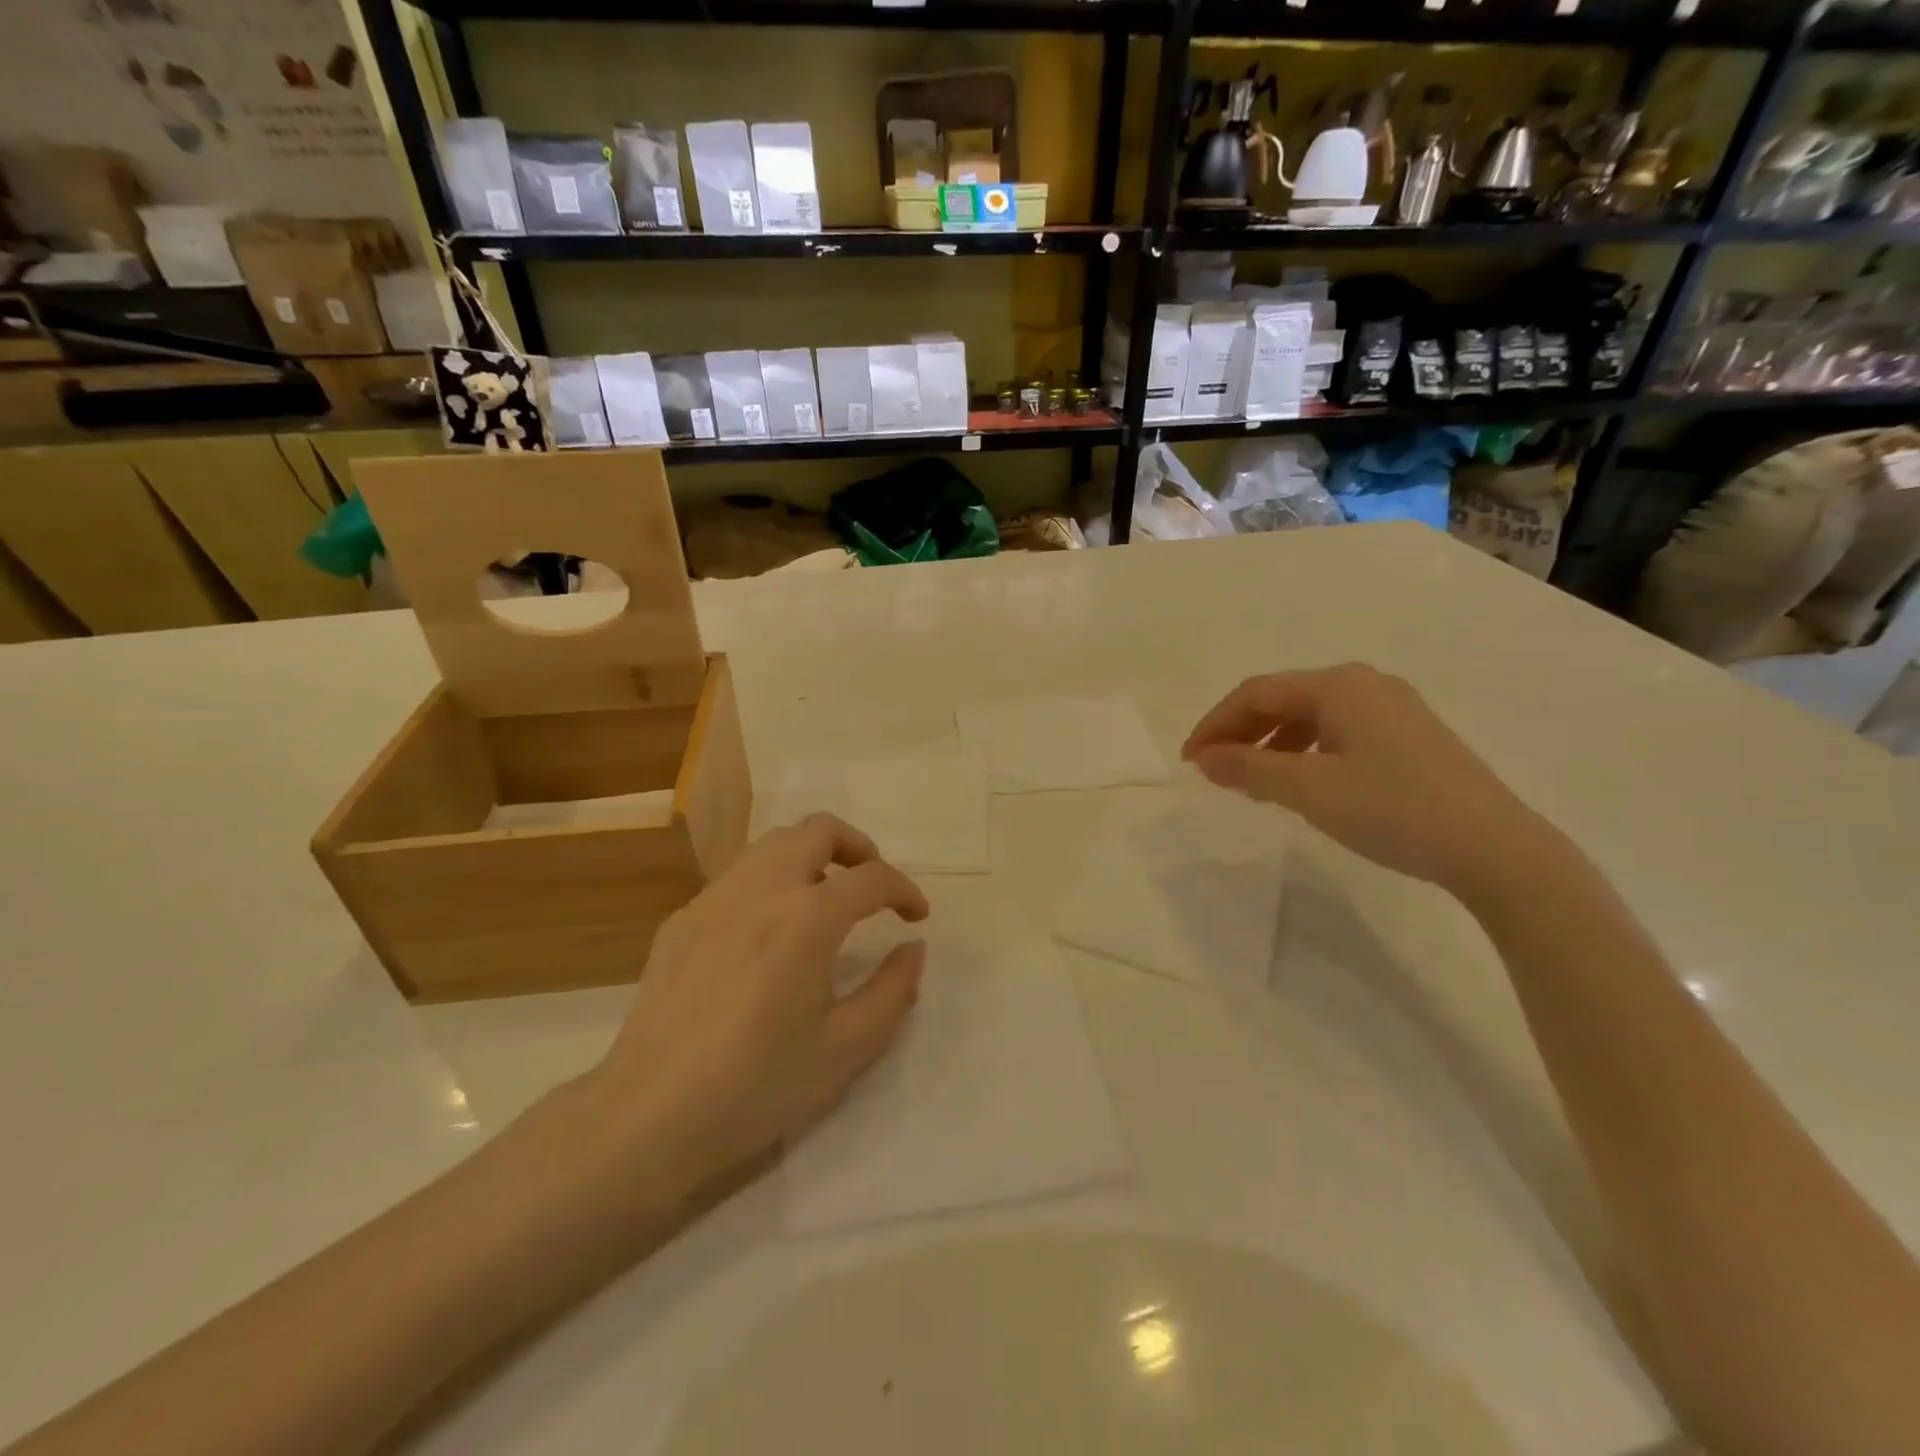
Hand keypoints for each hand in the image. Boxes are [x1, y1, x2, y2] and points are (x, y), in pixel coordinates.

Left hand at [585, 814, 929, 1193]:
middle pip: (818, 830)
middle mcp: (761, 889)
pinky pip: (738, 876)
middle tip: (872, 888)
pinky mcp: (682, 919)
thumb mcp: (846, 1049)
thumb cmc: (756, 1086)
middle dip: (858, 848)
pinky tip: (769, 931)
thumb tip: (913, 949)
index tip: (916, 917)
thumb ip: (893, 991)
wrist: (649, 1116)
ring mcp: (714, 899)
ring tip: (824, 900)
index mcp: (806, 918)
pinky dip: (771, 881)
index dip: (904, 891)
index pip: (871, 878)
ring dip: (811, 856)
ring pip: (773, 843)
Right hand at [1182, 664, 1550, 895]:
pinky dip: (1305, 753)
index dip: (1215, 724)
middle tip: (1214, 771)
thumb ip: (1249, 769)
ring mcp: (1393, 709)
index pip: (1257, 693)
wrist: (1495, 848)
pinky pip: (1339, 733)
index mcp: (1339, 686)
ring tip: (1251, 783)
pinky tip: (1301, 784)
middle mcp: (1366, 685)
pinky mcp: (1410, 737)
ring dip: (1271, 745)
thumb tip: (1205, 758)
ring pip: (1311, 717)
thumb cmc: (1392, 809)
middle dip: (1242, 733)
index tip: (1189, 761)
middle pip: (1283, 699)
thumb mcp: (1309, 790)